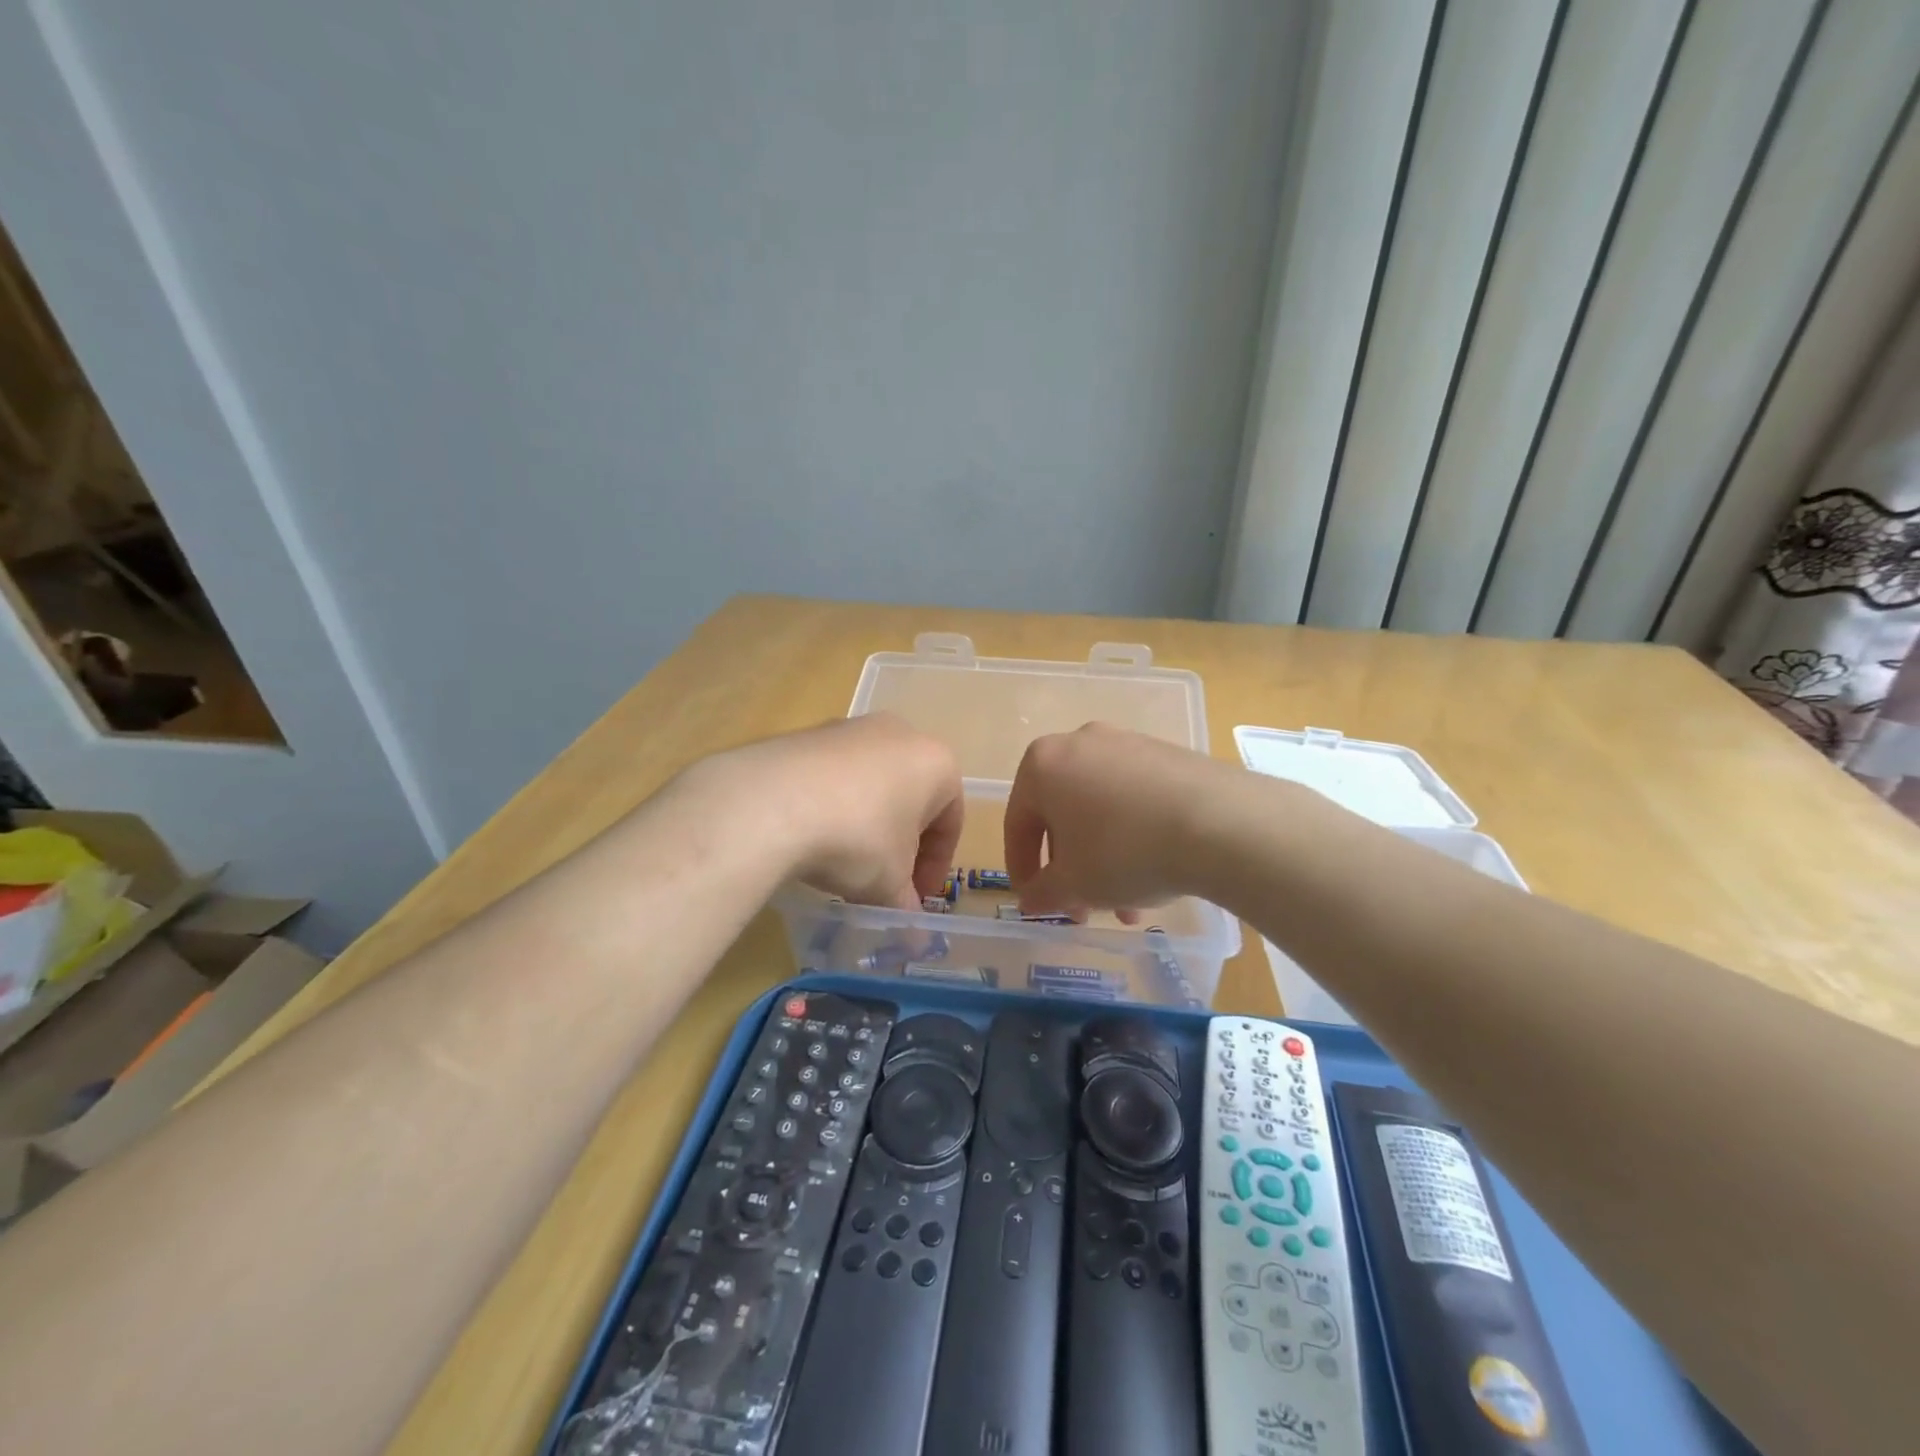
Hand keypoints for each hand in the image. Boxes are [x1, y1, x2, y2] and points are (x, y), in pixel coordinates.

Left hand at [689, 713, 963, 910]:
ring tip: (845, 863)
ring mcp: (852, 729)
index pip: (950, 822)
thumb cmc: (858, 839)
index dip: (935, 867)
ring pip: (873, 785)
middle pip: (911, 799)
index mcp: (937, 764)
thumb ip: (906, 908)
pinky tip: (813, 837)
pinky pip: (834, 776)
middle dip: (902, 844)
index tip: (916, 898)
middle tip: (885, 882)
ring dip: (868, 825)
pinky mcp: (809, 734)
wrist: (772, 802)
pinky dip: (833, 806)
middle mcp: (901, 734)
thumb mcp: (889, 884)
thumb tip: (915, 940)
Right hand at [1004, 723, 1228, 919]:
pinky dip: (1134, 835)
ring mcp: (1127, 743)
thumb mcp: (1074, 885)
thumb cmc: (1123, 851)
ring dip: (1104, 858)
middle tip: (1084, 908)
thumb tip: (1031, 899)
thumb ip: (1042, 893)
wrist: (1218, 822)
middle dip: (1071, 867)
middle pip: (1062, 816)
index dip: (1022, 869)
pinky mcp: (1166, 753)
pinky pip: (1134, 798)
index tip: (1035, 902)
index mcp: (1042, 764)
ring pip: (1101, 810)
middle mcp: (1079, 743)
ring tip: (1128, 904)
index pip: (1017, 823)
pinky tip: (1155, 870)